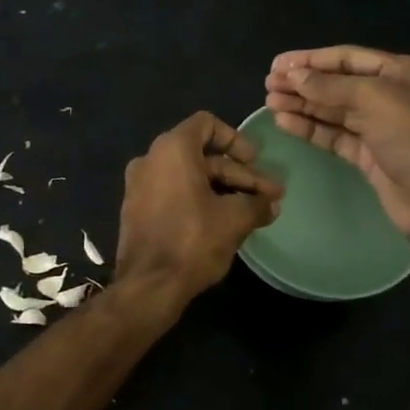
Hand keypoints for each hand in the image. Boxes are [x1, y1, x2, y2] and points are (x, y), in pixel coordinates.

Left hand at [115, 112, 282, 305]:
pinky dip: (199, 200)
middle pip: (203, 156)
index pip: (207, 124)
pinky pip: (174, 193)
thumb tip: (272, 204)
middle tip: (269, 196)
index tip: (255, 161)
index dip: (236, 139)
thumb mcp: (234, 219)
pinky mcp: (138, 210)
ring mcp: (140, 186)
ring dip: (223, 190)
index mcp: (172, 149)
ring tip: (254, 212)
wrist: (148, 285)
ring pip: (190, 177)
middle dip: (239, 175)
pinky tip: (225, 223)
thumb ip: (257, 204)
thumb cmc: (192, 240)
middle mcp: (151, 159)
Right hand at [264, 46, 409, 233]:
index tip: (278, 64)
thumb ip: (330, 86)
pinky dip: (309, 127)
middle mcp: (388, 94)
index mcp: (400, 72)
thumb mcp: (374, 99)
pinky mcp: (366, 154)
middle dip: (302, 82)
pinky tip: (284, 121)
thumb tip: (293, 75)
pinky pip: (332, 134)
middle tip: (268, 83)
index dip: (311, 60)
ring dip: (301, 104)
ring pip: (331, 109)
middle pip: (337, 83)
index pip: (347, 57)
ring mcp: (377, 126)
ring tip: (269, 101)